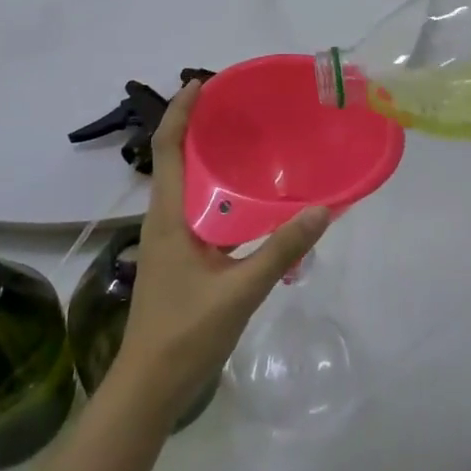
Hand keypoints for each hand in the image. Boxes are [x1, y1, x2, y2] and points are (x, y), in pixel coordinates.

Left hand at [116, 81, 330, 418]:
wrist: (149, 387)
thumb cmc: (186, 333)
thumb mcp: (240, 291)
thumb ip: (280, 250)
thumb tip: (322, 209)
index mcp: (169, 216)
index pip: (167, 148)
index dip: (179, 111)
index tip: (202, 84)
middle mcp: (163, 218)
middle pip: (175, 158)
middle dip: (199, 128)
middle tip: (239, 109)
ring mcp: (167, 238)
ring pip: (185, 184)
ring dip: (207, 158)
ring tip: (246, 143)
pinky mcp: (177, 256)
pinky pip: (195, 208)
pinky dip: (216, 191)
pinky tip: (246, 201)